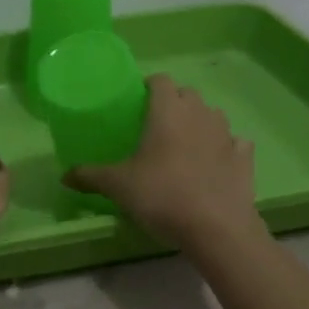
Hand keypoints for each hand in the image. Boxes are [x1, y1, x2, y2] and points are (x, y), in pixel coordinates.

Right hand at [66, 75, 260, 247]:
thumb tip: (64, 175)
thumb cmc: (161, 195)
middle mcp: (200, 113)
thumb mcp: (118, 186)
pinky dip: (224, 148)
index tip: (137, 103)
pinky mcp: (245, 157)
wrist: (216, 227)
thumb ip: (90, 176)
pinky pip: (234, 143)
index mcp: (168, 111)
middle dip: (173, 104)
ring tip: (183, 146)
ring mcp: (227, 134)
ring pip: (212, 116)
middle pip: (187, 95)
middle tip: (155, 128)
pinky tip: (213, 164)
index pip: (160, 80)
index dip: (148, 87)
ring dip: (199, 123)